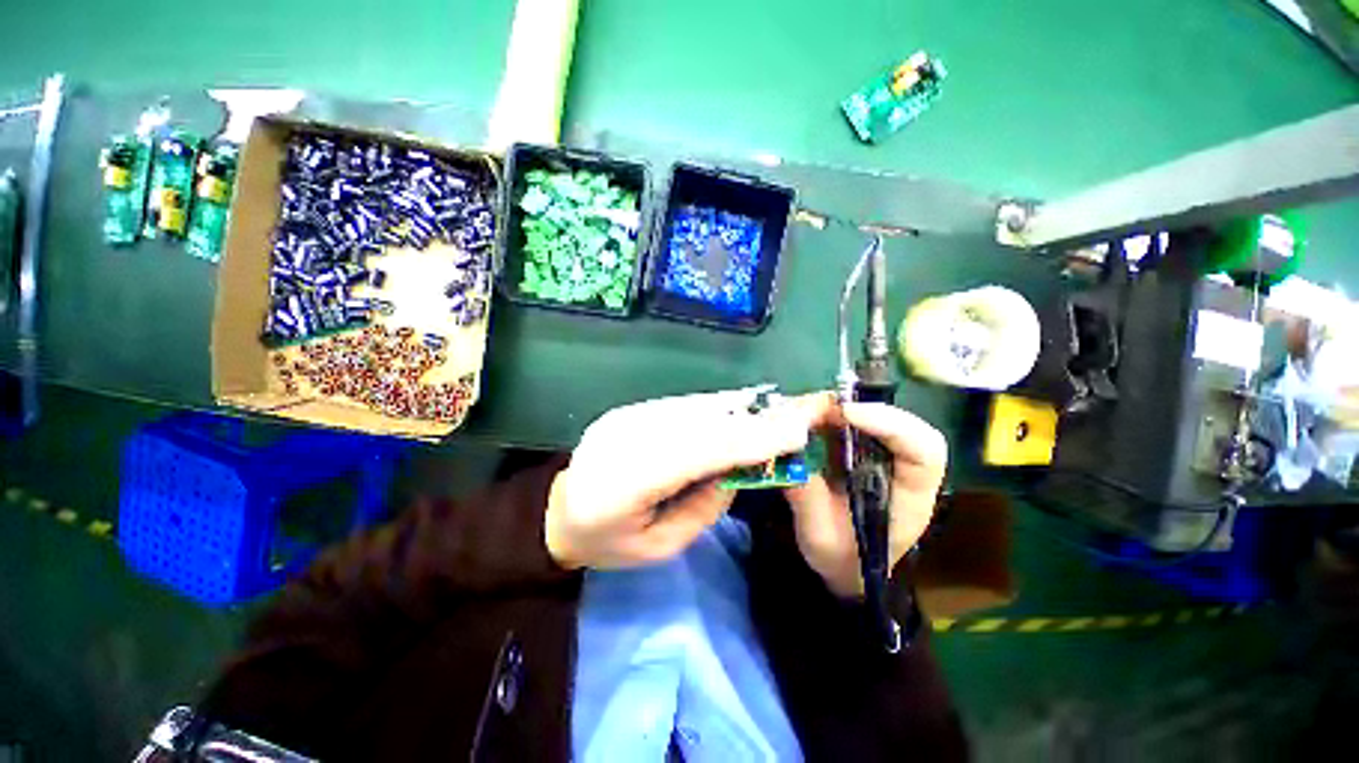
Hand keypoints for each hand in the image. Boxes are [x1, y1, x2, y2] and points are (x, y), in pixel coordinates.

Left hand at [546, 389, 814, 569]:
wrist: (555, 509)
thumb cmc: (608, 541)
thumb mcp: (659, 547)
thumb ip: (703, 508)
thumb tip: (737, 471)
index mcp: (626, 481)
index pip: (697, 453)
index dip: (747, 440)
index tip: (793, 433)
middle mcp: (626, 437)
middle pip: (700, 423)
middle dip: (751, 420)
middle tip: (795, 417)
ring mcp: (627, 416)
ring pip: (694, 407)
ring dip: (736, 409)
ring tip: (773, 412)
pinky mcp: (631, 409)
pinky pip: (682, 406)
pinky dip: (714, 408)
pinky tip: (737, 410)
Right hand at [784, 394, 947, 598]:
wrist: (845, 565)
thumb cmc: (842, 558)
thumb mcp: (820, 537)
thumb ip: (806, 496)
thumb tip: (784, 452)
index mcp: (910, 495)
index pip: (924, 450)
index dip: (891, 424)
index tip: (847, 414)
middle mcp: (900, 466)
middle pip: (896, 420)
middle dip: (852, 408)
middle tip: (810, 409)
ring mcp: (878, 453)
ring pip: (868, 414)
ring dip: (831, 408)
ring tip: (798, 413)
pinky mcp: (856, 447)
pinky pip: (844, 421)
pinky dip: (820, 414)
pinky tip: (797, 419)